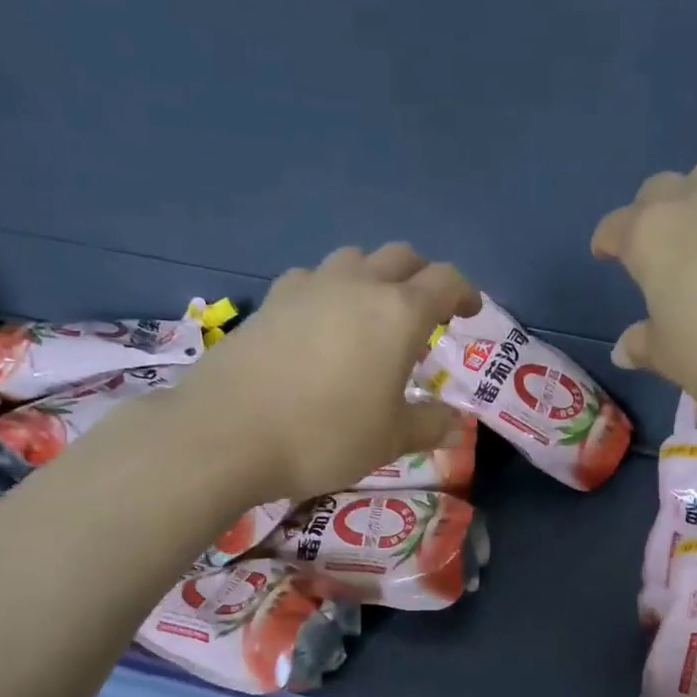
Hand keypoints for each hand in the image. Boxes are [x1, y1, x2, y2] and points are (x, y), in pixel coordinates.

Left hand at [174, 243, 480, 502]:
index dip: (465, 292)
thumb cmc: (325, 435)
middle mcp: (357, 286)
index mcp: (398, 313)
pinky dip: (330, 290)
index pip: (445, 281)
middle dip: (422, 277)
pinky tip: (321, 323)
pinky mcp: (270, 300)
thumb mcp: (390, 439)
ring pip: (354, 259)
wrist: (227, 433)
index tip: (469, 312)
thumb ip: (429, 425)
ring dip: (374, 276)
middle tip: (427, 312)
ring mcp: (309, 287)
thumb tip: (455, 423)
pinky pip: (313, 278)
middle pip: (401, 257)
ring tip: (373, 313)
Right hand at [592, 161, 696, 419]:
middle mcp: (692, 199)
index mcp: (650, 235)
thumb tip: (624, 348)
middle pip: (659, 191)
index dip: (607, 241)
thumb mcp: (671, 359)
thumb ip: (643, 345)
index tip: (605, 253)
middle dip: (651, 213)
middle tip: (659, 246)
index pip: (615, 227)